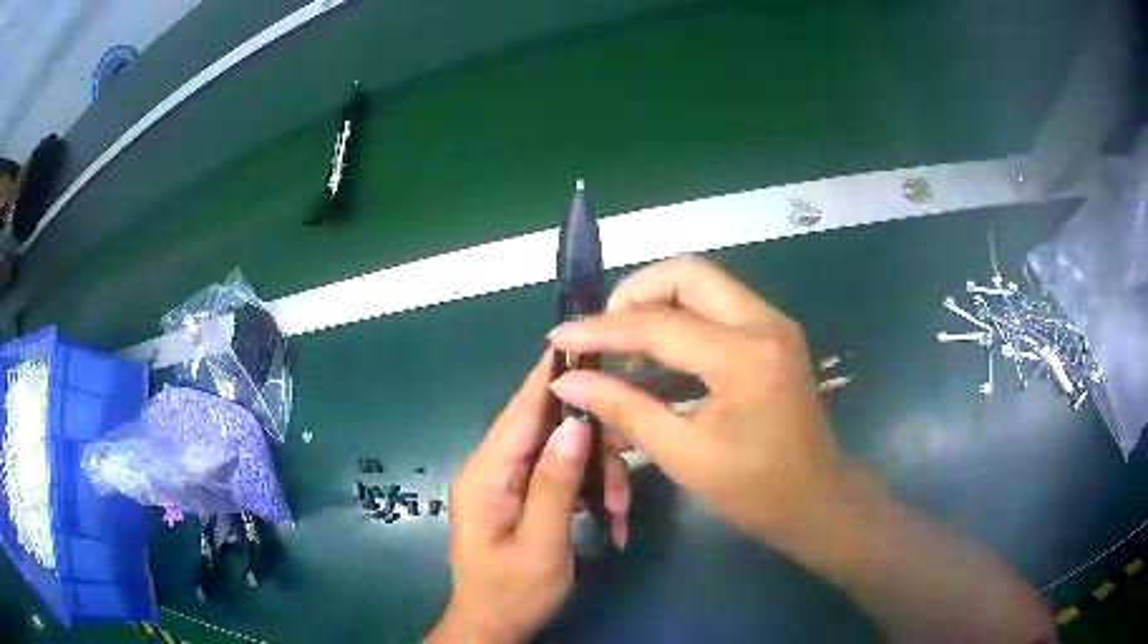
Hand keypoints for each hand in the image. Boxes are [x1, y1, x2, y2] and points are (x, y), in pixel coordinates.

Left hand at [428, 352, 630, 643]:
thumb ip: (554, 484)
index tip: (585, 345)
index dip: (550, 376)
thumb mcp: (541, 545)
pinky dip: (589, 493)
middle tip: (629, 474)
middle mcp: (494, 469)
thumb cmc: (512, 593)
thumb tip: (574, 423)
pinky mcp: (523, 497)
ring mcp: (509, 483)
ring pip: (563, 454)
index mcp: (487, 474)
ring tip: (618, 515)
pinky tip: (610, 522)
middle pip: (550, 431)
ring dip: (598, 477)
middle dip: (595, 448)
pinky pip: (561, 477)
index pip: (520, 410)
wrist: (493, 627)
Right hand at [547, 257, 846, 543]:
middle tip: (604, 335)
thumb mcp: (683, 455)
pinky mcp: (773, 334)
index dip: (601, 330)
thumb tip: (568, 381)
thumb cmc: (755, 490)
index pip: (659, 324)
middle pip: (687, 273)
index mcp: (745, 358)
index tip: (559, 338)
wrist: (816, 499)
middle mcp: (764, 323)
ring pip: (703, 283)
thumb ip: (623, 408)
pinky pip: (717, 306)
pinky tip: (657, 355)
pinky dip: (681, 318)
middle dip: (636, 294)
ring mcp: (773, 324)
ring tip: (623, 344)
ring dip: (658, 302)